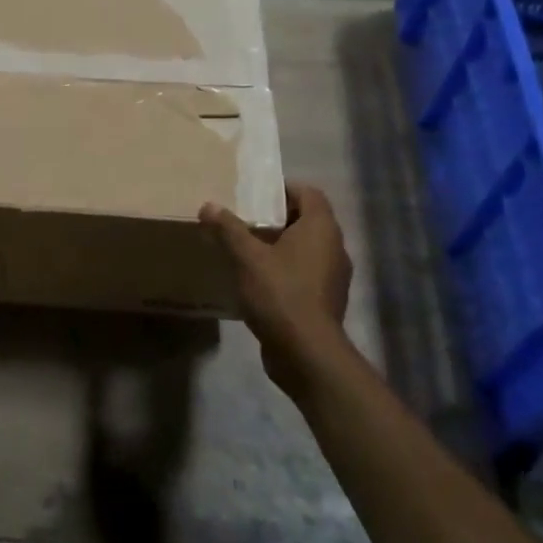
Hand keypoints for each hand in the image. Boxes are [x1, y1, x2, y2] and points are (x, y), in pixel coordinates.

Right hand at [201, 183, 356, 401]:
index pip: (309, 193)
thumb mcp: (247, 258)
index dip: (283, 189)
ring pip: (306, 248)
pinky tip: (258, 280)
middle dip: (277, 217)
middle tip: (244, 219)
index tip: (255, 194)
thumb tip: (209, 205)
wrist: (306, 353)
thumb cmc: (280, 294)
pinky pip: (305, 273)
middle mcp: (334, 247)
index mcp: (321, 229)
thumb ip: (228, 229)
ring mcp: (333, 276)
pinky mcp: (325, 300)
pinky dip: (285, 269)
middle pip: (307, 220)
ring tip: (247, 249)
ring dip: (280, 245)